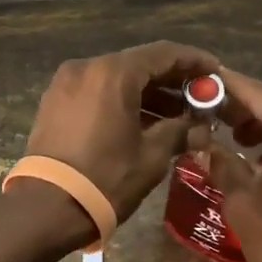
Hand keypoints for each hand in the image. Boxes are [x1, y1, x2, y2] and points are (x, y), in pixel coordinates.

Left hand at [25, 41, 220, 222]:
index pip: (163, 53)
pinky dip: (121, 101)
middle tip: (199, 98)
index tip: (215, 72)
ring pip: (117, 79)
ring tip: (176, 117)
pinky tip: (143, 122)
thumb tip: (201, 126)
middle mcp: (87, 67)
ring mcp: (66, 83)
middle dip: (171, 80)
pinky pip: (97, 92)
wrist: (46, 207)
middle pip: (138, 64)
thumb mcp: (152, 156)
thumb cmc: (106, 178)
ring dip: (147, 93)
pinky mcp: (55, 102)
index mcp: (113, 73)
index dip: (193, 61)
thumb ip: (180, 130)